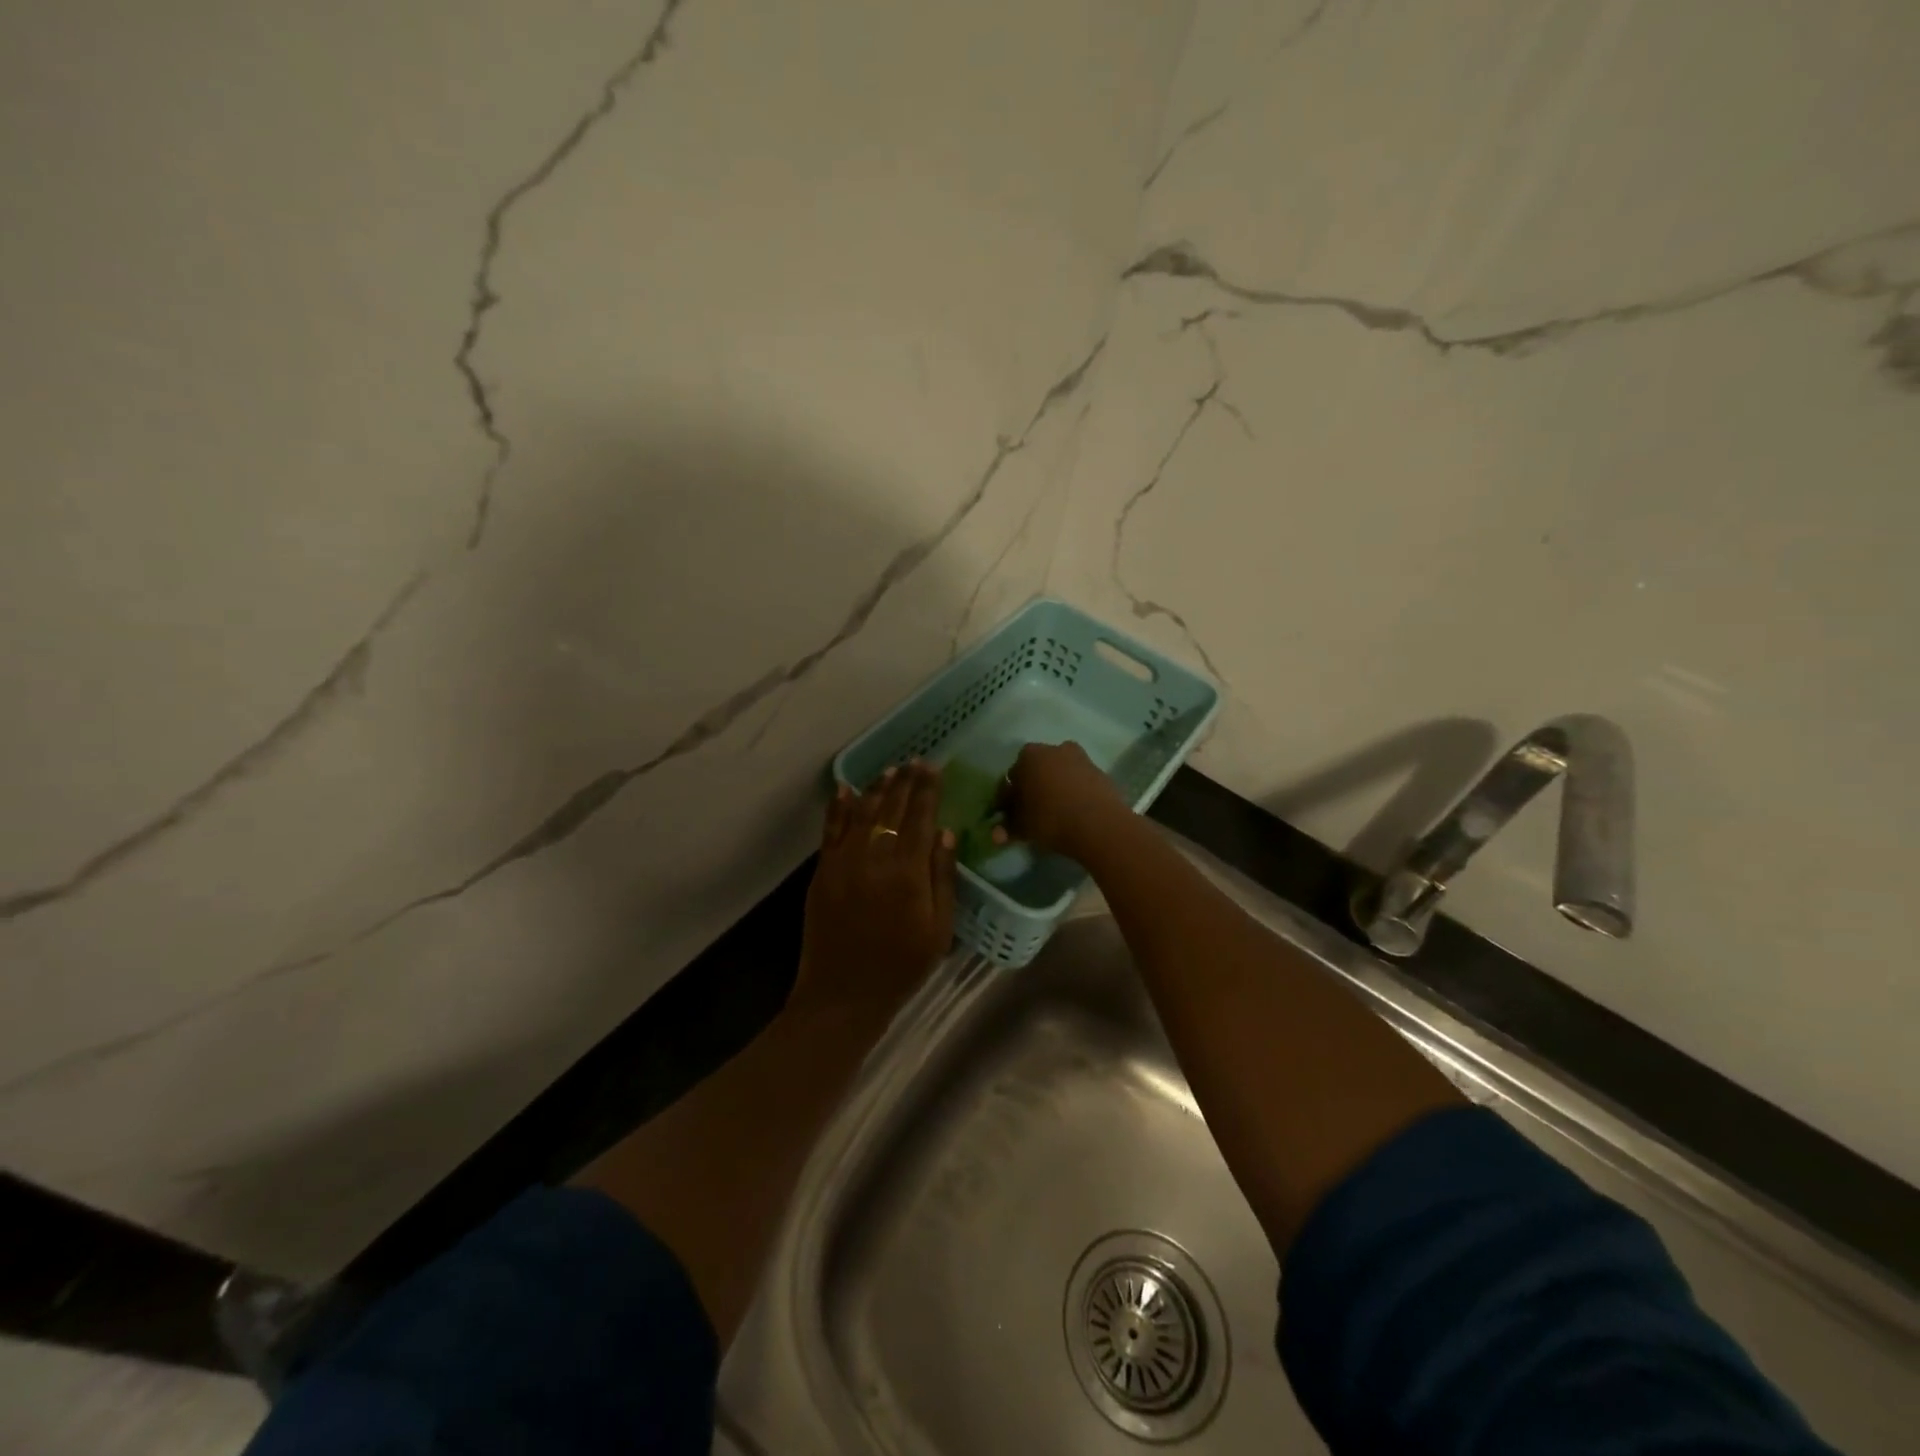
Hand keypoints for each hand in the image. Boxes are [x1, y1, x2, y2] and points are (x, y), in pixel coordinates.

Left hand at [796, 762, 957, 1020]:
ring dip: (876, 788)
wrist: (843, 994)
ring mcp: (844, 862)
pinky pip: (831, 830)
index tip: (933, 767)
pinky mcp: (823, 872)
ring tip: (889, 770)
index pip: (920, 819)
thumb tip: (945, 833)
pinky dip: (838, 807)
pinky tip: (846, 790)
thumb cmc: (900, 967)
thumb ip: (942, 878)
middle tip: (914, 761)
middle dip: (905, 782)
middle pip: (892, 809)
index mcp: (907, 873)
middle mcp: (874, 858)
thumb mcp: (938, 930)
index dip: (927, 791)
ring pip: (862, 813)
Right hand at [1002, 741, 1130, 857]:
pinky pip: (1080, 782)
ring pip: (1060, 774)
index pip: (1012, 776)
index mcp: (1029, 756)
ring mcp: (1081, 759)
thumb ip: (1007, 827)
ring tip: (1055, 813)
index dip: (1009, 796)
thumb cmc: (1051, 819)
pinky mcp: (1100, 773)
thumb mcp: (1022, 826)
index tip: (1011, 813)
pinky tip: (1074, 813)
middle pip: (1038, 770)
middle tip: (1032, 812)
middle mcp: (1054, 749)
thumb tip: (996, 834)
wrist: (1099, 824)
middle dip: (1033, 787)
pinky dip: (1074, 793)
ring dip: (1055, 788)